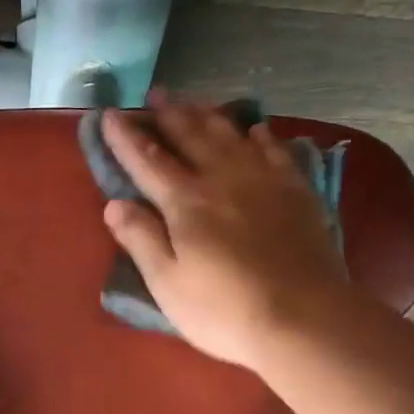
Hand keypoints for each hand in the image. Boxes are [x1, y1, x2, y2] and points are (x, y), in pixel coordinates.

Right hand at [102, 93, 350, 370]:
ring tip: (194, 101)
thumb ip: (140, 239)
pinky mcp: (296, 193)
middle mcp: (222, 179)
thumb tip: (114, 203)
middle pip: (190, 136)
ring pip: (230, 135)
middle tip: (154, 94)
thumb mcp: (167, 283)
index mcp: (185, 202)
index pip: (147, 160)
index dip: (125, 138)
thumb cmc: (224, 309)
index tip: (109, 115)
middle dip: (168, 114)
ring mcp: (263, 182)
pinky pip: (275, 151)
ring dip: (208, 115)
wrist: (305, 319)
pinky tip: (255, 129)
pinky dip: (260, 135)